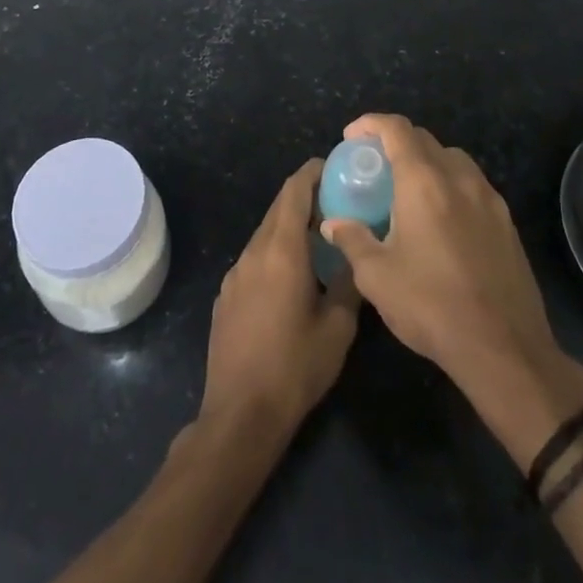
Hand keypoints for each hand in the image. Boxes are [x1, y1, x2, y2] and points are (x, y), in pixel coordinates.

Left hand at [200, 160, 360, 438]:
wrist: (240, 414)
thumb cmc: (295, 367)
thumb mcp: (337, 328)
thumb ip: (349, 284)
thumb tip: (356, 258)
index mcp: (281, 250)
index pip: (294, 191)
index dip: (312, 173)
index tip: (334, 167)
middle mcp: (254, 251)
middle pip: (278, 208)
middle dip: (304, 198)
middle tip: (336, 201)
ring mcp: (235, 273)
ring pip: (265, 234)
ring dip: (289, 227)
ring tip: (318, 239)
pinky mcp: (226, 295)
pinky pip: (254, 259)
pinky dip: (274, 252)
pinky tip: (292, 277)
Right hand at [321, 115, 582, 418]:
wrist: (504, 349)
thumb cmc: (431, 306)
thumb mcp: (377, 277)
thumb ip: (352, 240)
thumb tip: (332, 223)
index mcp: (424, 182)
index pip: (397, 129)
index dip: (371, 124)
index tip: (351, 137)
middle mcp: (459, 178)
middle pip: (425, 139)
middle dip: (396, 142)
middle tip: (375, 166)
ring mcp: (488, 199)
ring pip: (453, 159)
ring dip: (427, 161)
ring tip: (407, 190)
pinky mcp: (506, 222)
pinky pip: (473, 185)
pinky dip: (450, 185)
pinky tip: (440, 219)